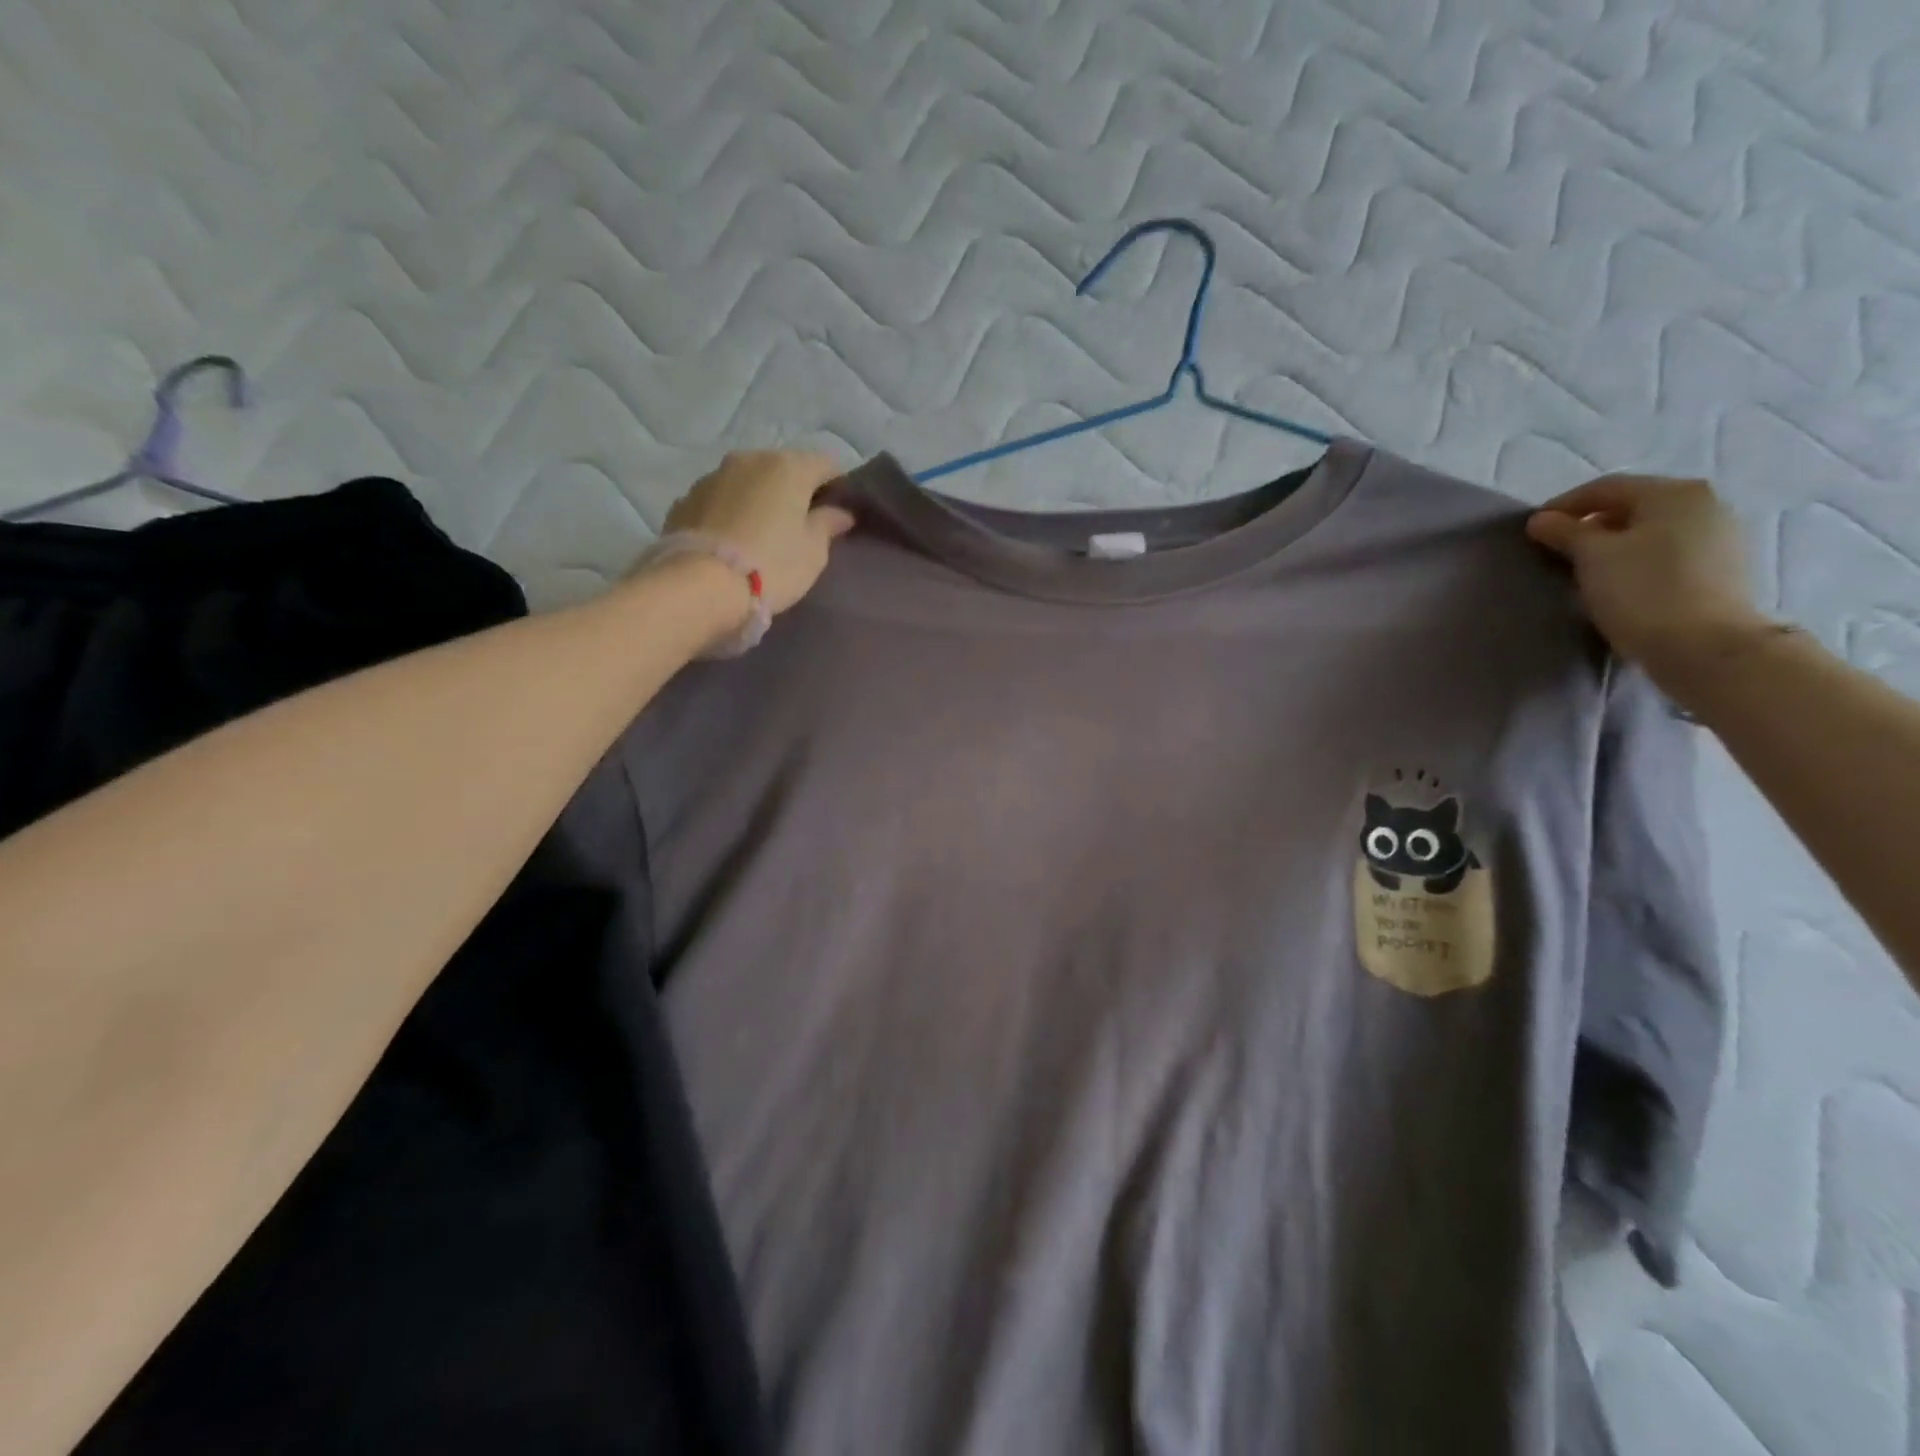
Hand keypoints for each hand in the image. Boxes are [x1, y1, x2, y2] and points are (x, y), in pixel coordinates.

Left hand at [650, 449, 855, 615]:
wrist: (700, 585)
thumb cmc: (772, 565)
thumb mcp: (813, 551)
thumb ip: (827, 525)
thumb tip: (840, 512)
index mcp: (788, 467)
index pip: (826, 464)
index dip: (837, 486)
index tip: (839, 513)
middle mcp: (749, 459)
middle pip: (783, 468)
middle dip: (795, 490)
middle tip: (801, 525)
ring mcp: (712, 476)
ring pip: (748, 481)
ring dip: (759, 499)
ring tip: (762, 533)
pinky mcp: (685, 499)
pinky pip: (720, 500)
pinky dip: (731, 512)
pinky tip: (733, 539)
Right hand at [1526, 476, 1772, 693]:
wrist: (1704, 645)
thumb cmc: (1641, 591)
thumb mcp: (1592, 557)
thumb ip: (1565, 532)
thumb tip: (1542, 520)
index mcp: (1673, 493)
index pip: (1606, 488)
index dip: (1563, 505)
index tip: (1533, 529)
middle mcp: (1704, 504)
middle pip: (1633, 505)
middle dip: (1590, 524)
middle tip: (1556, 548)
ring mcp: (1720, 535)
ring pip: (1652, 530)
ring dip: (1615, 543)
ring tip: (1584, 568)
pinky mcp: (1723, 567)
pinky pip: (1669, 551)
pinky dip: (1638, 559)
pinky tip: (1619, 581)